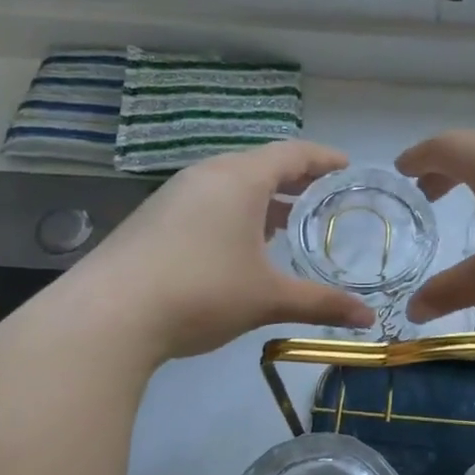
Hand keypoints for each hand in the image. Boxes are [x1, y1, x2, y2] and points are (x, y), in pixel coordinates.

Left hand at [40, 141, 374, 361]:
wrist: (106, 316)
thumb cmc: (201, 292)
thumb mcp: (268, 298)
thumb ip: (321, 303)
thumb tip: (368, 320)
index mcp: (240, 179)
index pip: (292, 153)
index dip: (323, 158)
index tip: (347, 167)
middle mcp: (206, 175)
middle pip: (260, 164)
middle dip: (295, 179)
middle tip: (323, 196)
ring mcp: (173, 195)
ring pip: (230, 184)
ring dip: (262, 197)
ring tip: (287, 221)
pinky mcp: (152, 219)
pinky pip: (206, 202)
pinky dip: (234, 212)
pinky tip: (239, 246)